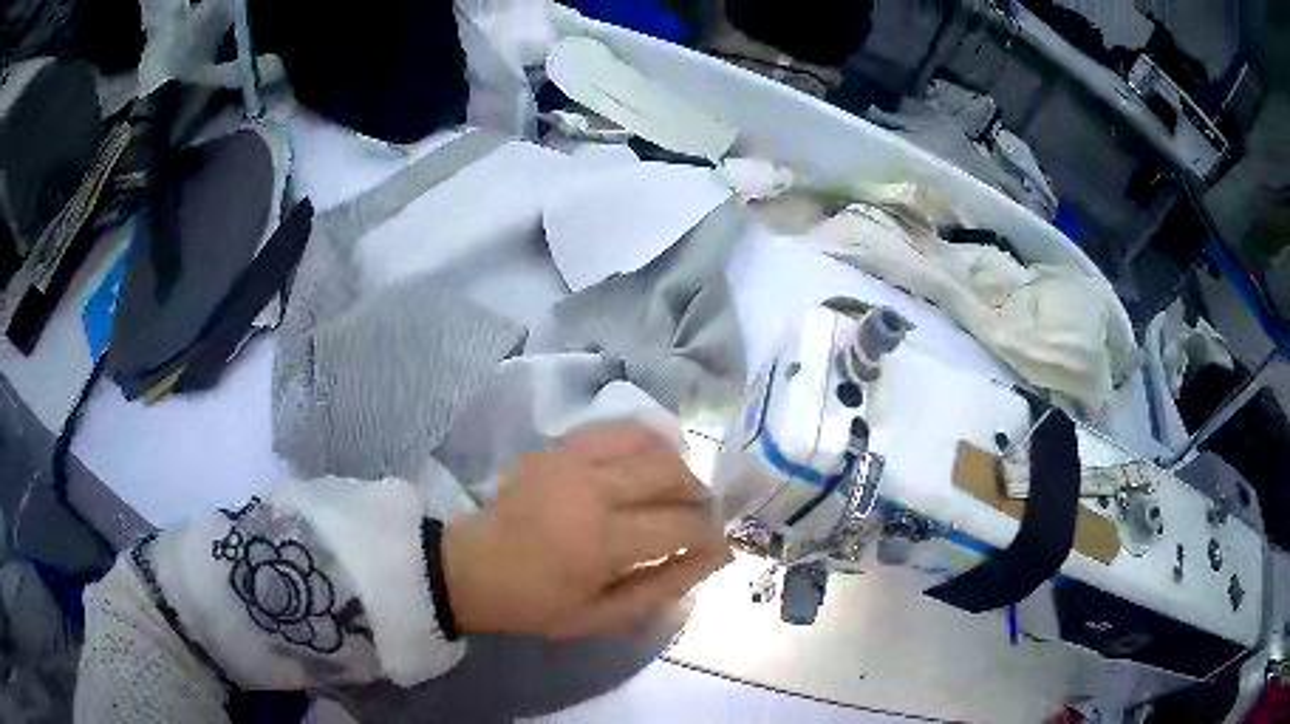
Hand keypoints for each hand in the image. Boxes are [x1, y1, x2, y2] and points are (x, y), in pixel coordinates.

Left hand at [442, 424, 728, 638]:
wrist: (470, 567)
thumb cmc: (535, 602)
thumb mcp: (601, 616)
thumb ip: (663, 587)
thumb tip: (715, 558)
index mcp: (601, 541)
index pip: (680, 524)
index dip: (709, 534)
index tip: (716, 545)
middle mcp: (592, 488)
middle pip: (671, 471)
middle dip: (697, 495)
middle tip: (694, 519)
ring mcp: (573, 459)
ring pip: (650, 442)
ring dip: (674, 467)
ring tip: (671, 493)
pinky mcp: (559, 446)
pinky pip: (618, 431)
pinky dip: (644, 446)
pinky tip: (641, 470)